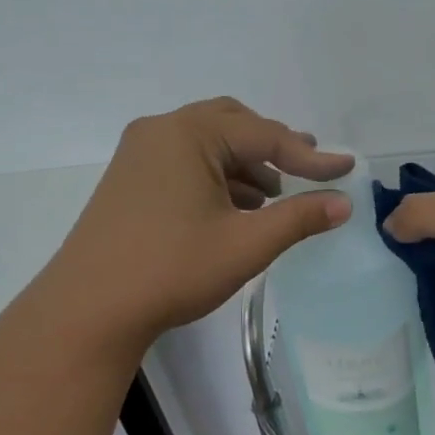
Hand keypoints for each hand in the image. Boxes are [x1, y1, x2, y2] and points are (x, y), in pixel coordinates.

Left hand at [32, 98, 354, 354]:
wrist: (88, 310)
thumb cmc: (171, 270)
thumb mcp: (245, 244)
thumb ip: (298, 218)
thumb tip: (343, 203)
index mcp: (189, 134)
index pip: (265, 135)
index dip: (311, 155)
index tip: (347, 168)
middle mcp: (161, 131)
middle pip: (233, 124)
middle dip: (274, 146)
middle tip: (308, 168)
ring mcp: (139, 154)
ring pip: (208, 143)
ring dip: (246, 163)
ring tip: (277, 194)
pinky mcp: (129, 179)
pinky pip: (185, 161)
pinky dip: (218, 176)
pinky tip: (237, 207)